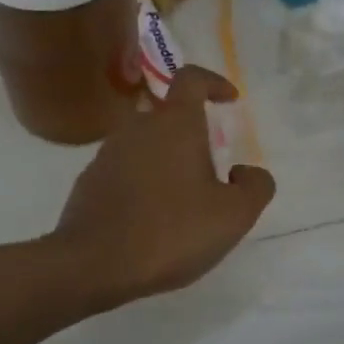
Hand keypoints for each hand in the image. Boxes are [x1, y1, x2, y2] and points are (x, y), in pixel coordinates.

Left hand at [51, 65, 275, 304]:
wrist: (92, 265)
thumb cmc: (171, 232)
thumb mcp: (233, 215)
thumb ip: (255, 186)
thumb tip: (246, 172)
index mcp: (175, 124)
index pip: (191, 78)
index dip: (213, 82)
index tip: (229, 100)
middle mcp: (138, 128)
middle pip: (168, 116)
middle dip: (192, 135)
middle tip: (211, 170)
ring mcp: (107, 155)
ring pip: (145, 145)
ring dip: (167, 162)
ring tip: (183, 202)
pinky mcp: (89, 183)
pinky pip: (124, 171)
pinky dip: (143, 184)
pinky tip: (152, 220)